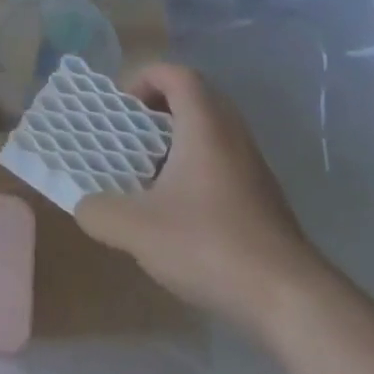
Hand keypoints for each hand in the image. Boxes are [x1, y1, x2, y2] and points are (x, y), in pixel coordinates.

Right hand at [75, 63, 327, 340]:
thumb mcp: (137, 230)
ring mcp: (252, 167)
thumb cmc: (210, 245)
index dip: (144, 78)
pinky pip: (221, 162)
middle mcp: (233, 136)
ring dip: (174, 141)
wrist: (290, 299)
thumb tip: (84, 205)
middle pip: (195, 98)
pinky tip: (174, 209)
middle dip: (156, 109)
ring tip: (144, 172)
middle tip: (127, 134)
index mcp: (205, 126)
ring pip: (209, 132)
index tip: (119, 106)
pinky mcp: (261, 198)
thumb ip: (99, 211)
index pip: (177, 74)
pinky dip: (193, 168)